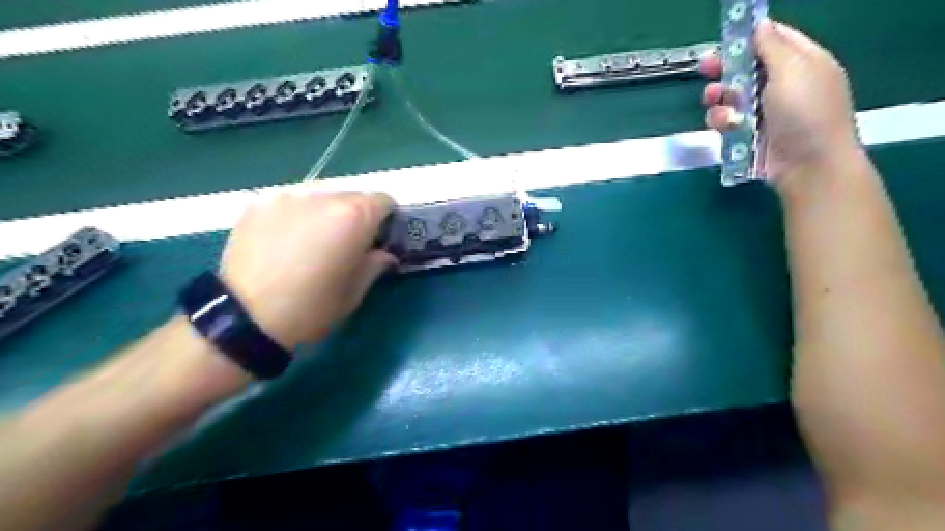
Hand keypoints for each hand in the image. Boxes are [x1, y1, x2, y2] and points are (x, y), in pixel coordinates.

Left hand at [222, 188, 396, 348]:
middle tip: (345, 242)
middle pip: (352, 195)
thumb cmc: (312, 308)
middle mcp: (323, 196)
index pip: (383, 200)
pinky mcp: (259, 202)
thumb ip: (375, 264)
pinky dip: (298, 213)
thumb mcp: (354, 292)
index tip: (379, 237)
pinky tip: (286, 238)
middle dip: (356, 215)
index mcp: (354, 217)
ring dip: (326, 211)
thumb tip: (384, 254)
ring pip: (321, 194)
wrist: (245, 318)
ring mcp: (288, 195)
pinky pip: (291, 200)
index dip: (386, 219)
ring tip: (312, 239)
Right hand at [699, 18, 862, 197]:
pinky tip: (725, 125)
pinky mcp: (748, 134)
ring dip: (718, 97)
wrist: (808, 165)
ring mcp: (763, 111)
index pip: (773, 39)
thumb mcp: (793, 70)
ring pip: (729, 96)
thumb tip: (760, 24)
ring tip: (714, 100)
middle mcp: (781, 84)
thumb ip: (772, 46)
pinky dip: (721, 121)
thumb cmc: (807, 113)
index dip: (749, 37)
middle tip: (705, 67)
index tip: (725, 37)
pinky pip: (726, 121)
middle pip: (745, 68)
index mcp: (801, 62)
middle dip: (724, 68)